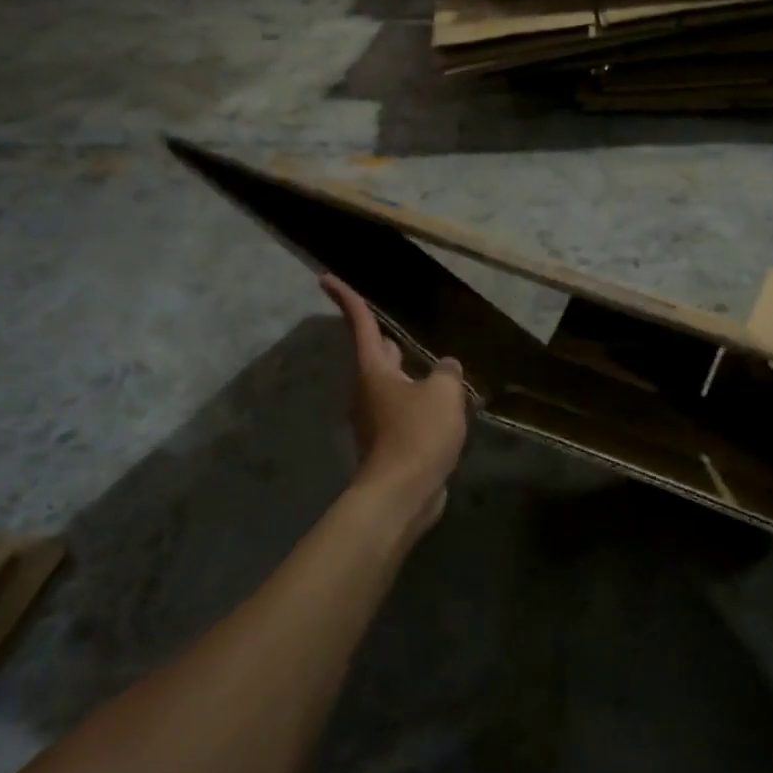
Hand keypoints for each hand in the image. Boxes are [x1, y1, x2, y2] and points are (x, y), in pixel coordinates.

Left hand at [322, 274, 468, 541]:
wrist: (402, 494)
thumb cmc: (417, 435)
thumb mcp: (443, 394)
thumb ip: (446, 372)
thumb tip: (445, 366)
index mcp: (375, 370)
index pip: (360, 323)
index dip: (346, 297)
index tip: (325, 278)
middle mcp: (369, 390)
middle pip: (377, 354)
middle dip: (385, 338)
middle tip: (398, 325)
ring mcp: (376, 418)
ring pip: (394, 384)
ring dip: (411, 375)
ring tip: (442, 371)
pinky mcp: (388, 442)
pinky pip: (404, 411)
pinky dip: (419, 403)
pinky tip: (444, 408)